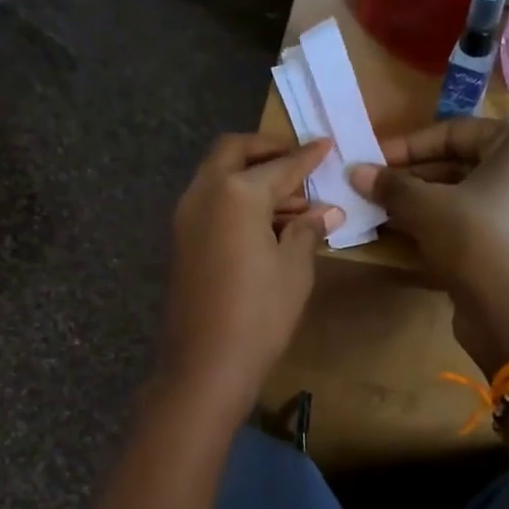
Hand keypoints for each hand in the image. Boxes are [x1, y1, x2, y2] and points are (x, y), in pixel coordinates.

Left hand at [160, 135, 341, 410]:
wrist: (206, 363)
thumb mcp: (294, 269)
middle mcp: (204, 194)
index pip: (280, 165)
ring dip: (250, 178)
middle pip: (233, 153)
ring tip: (292, 201)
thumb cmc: (260, 313)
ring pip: (218, 178)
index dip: (308, 157)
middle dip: (266, 150)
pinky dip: (235, 201)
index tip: (327, 145)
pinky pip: (210, 204)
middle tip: (297, 161)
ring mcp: (186, 218)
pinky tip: (265, 224)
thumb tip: (326, 212)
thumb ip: (308, 231)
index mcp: (236, 192)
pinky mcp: (181, 242)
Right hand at [351, 118, 508, 374]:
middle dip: (413, 177)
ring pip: (466, 196)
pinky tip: (408, 236)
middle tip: (373, 188)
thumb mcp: (426, 208)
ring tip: (382, 211)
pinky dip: (443, 225)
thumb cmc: (477, 241)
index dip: (407, 145)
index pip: (455, 132)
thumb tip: (355, 171)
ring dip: (422, 203)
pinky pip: (476, 223)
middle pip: (461, 164)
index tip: (372, 159)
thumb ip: (390, 186)